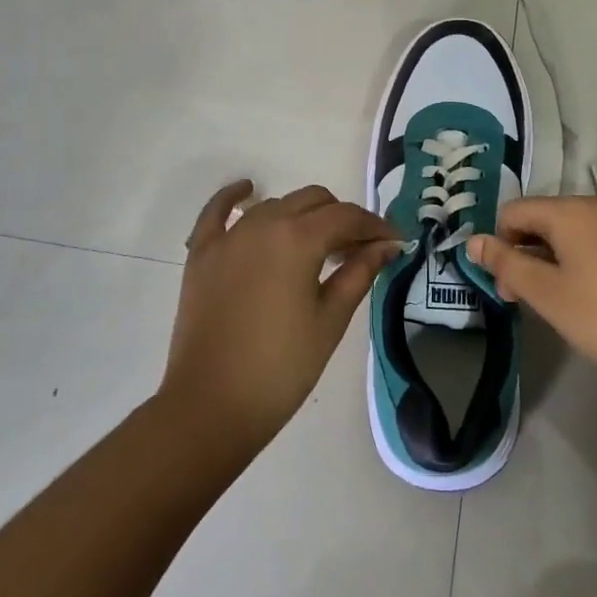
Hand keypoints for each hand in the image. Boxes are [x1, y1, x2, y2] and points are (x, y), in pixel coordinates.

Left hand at [161, 181, 400, 454]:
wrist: (211, 406)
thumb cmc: (282, 368)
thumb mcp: (330, 320)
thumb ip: (359, 273)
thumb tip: (387, 245)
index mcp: (298, 238)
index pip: (347, 217)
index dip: (375, 226)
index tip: (394, 242)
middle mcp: (263, 224)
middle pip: (313, 201)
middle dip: (342, 219)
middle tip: (358, 251)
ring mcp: (228, 237)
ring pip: (275, 205)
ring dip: (302, 217)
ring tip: (318, 247)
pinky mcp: (202, 253)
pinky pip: (216, 212)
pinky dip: (234, 197)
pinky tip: (248, 190)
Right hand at [468, 195, 596, 403]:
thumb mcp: (548, 296)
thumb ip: (506, 264)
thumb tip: (473, 240)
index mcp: (571, 210)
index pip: (514, 211)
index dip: (500, 245)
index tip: (509, 288)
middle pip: (546, 218)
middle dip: (528, 253)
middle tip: (532, 301)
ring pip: (578, 231)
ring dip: (558, 259)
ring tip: (568, 303)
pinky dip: (590, 261)